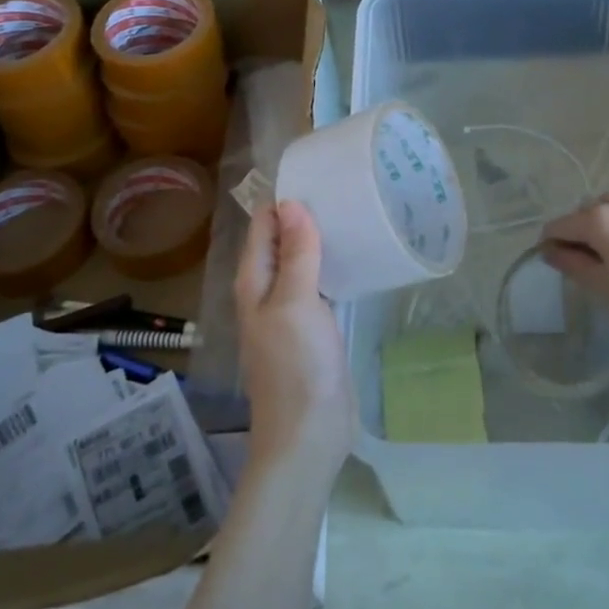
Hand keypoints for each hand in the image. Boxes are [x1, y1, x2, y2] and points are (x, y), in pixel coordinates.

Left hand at [233, 201, 354, 486]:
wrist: (308, 434)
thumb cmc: (297, 364)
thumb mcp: (295, 302)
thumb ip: (295, 254)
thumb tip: (291, 203)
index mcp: (253, 281)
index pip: (263, 225)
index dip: (283, 198)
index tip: (317, 175)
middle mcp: (266, 291)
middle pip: (281, 241)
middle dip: (304, 216)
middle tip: (343, 190)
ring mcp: (289, 311)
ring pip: (301, 263)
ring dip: (319, 241)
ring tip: (351, 214)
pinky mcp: (312, 328)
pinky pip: (318, 285)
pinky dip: (331, 267)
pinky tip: (354, 258)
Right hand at [541, 192, 608, 348]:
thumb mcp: (602, 286)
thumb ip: (572, 264)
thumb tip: (550, 250)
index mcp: (599, 220)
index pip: (561, 225)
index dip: (550, 241)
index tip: (550, 258)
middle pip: (588, 210)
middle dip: (579, 228)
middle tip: (582, 257)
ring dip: (608, 218)